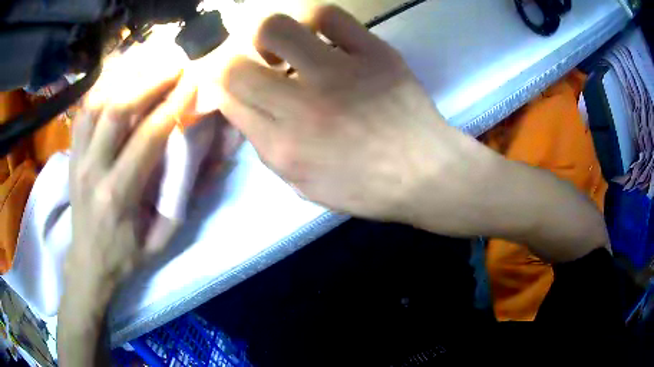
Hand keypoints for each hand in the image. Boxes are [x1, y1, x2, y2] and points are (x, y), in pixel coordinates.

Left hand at [67, 62, 193, 294]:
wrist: (89, 262)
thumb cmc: (127, 255)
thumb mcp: (161, 238)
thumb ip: (184, 198)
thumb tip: (214, 158)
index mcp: (118, 196)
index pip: (148, 137)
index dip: (174, 105)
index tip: (194, 84)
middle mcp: (92, 170)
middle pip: (117, 109)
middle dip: (150, 81)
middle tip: (175, 66)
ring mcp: (77, 158)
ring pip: (97, 103)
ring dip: (125, 79)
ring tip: (150, 68)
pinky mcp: (71, 154)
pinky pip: (84, 111)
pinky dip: (103, 89)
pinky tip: (120, 83)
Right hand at [217, 6, 497, 229]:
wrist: (426, 174)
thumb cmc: (367, 188)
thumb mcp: (305, 185)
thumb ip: (268, 147)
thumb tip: (245, 109)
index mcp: (283, 147)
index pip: (228, 100)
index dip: (218, 86)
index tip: (226, 81)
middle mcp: (302, 107)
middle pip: (236, 65)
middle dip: (230, 60)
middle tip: (248, 61)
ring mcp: (339, 73)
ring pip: (274, 27)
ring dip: (264, 33)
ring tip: (280, 45)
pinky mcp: (373, 53)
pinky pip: (329, 16)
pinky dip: (312, 18)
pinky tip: (315, 33)